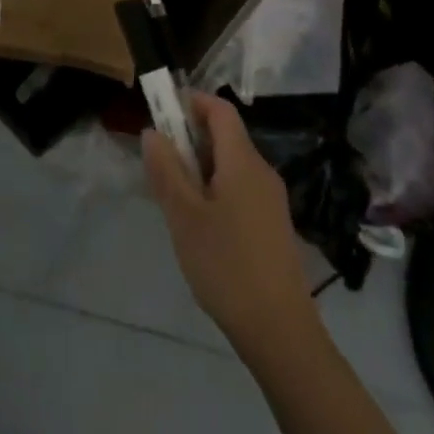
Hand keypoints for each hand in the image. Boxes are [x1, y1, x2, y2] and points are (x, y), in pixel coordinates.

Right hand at [143, 91, 317, 353]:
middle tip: (160, 163)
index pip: (220, 109)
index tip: (162, 112)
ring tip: (175, 198)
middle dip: (190, 138)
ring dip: (201, 166)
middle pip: (225, 136)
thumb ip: (166, 170)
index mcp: (243, 161)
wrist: (280, 332)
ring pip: (231, 164)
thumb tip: (153, 132)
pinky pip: (240, 188)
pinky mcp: (273, 224)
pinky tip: (201, 224)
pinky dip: (216, 188)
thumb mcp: (184, 217)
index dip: (191, 101)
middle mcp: (262, 171)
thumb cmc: (227, 266)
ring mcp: (271, 199)